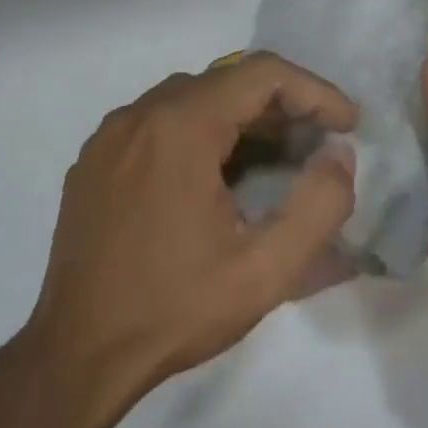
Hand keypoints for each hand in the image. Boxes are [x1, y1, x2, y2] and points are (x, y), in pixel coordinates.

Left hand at [14, 54, 357, 427]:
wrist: (79, 353)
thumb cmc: (175, 310)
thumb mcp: (265, 270)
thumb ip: (319, 206)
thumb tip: (338, 154)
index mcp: (179, 128)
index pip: (262, 73)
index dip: (315, 92)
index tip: (348, 126)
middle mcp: (138, 115)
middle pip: (225, 81)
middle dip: (281, 106)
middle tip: (318, 147)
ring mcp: (108, 137)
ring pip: (190, 100)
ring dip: (241, 119)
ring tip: (277, 162)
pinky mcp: (93, 162)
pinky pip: (157, 125)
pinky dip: (199, 134)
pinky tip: (217, 180)